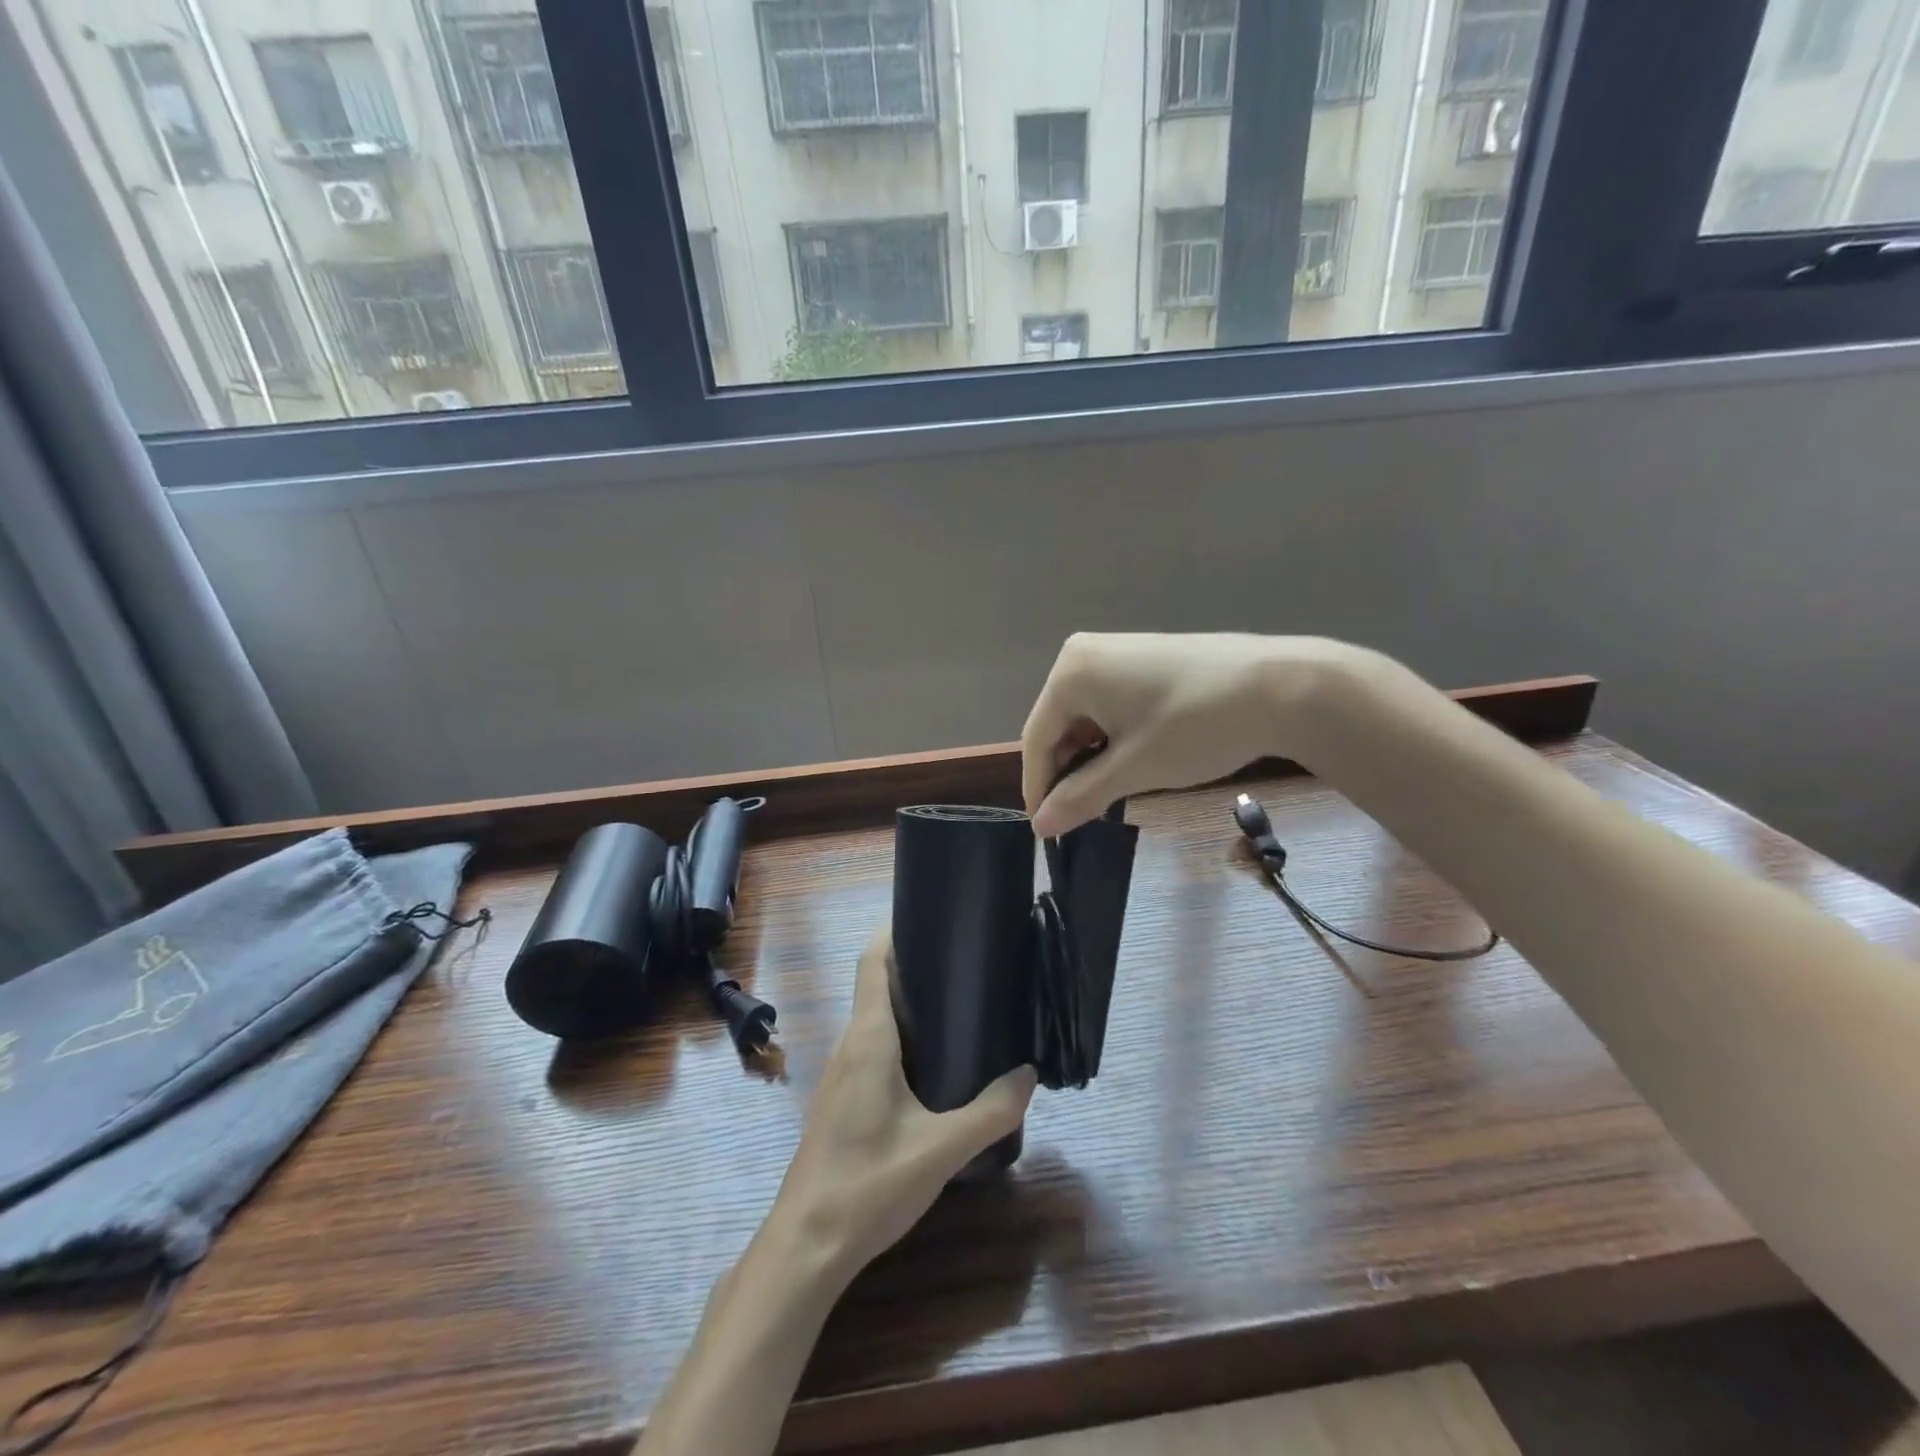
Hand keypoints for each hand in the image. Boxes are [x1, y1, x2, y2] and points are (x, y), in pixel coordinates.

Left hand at [770, 925, 1037, 1284]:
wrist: (806, 1246)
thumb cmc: (869, 1185)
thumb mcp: (941, 1149)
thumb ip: (990, 1111)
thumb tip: (1029, 1075)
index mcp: (869, 1039)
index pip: (873, 963)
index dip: (894, 932)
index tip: (930, 916)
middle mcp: (850, 1045)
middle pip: (877, 986)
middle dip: (916, 967)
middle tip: (966, 963)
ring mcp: (841, 1074)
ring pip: (875, 1019)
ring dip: (909, 1005)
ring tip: (959, 1005)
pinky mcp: (842, 1100)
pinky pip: (872, 1048)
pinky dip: (901, 1037)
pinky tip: (933, 1063)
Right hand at [1022, 633, 1367, 836]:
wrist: (1283, 686)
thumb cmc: (1196, 727)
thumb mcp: (1133, 768)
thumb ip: (1080, 797)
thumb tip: (1039, 826)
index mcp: (1070, 672)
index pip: (1037, 738)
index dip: (1039, 787)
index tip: (1045, 830)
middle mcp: (1084, 654)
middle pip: (1059, 724)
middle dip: (1067, 771)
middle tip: (1080, 815)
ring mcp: (1116, 652)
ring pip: (1086, 717)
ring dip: (1091, 757)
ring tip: (1108, 794)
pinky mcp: (1145, 659)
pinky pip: (1110, 704)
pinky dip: (1113, 737)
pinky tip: (1131, 761)